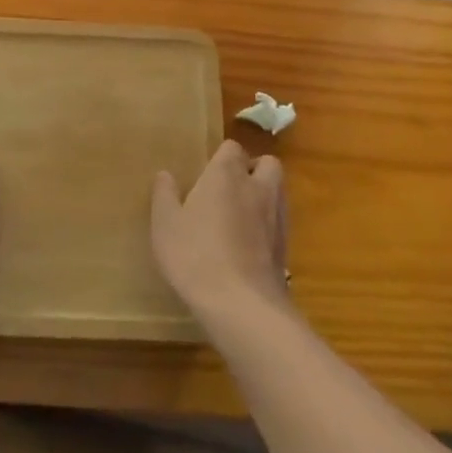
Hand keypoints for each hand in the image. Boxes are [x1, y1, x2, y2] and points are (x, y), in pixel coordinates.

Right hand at [151, 138, 290, 326]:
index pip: (232, 147)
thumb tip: (165, 174)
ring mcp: (277, 217)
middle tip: (230, 188)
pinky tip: (249, 245)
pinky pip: (279, 223)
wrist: (241, 305)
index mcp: (226, 174)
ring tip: (240, 216)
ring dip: (264, 196)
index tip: (207, 172)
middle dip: (253, 169)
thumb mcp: (165, 224)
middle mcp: (257, 187)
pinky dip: (268, 226)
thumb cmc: (195, 255)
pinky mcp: (286, 247)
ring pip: (278, 192)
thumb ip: (165, 195)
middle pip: (267, 163)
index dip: (222, 156)